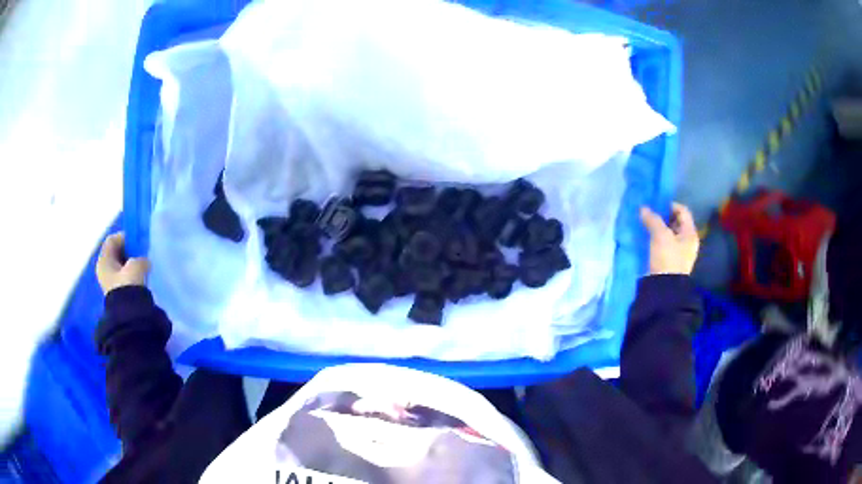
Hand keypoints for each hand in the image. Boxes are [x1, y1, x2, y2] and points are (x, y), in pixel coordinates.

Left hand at [96, 233, 149, 294]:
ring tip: (142, 266)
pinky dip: (130, 274)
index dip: (124, 237)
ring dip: (130, 264)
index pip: (112, 240)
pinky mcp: (117, 292)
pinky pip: (123, 277)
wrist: (129, 314)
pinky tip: (140, 278)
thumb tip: (144, 261)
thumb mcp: (136, 265)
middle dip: (128, 251)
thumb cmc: (128, 284)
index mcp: (103, 259)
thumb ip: (140, 258)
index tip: (137, 241)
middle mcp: (103, 269)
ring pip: (120, 265)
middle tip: (140, 253)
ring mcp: (109, 282)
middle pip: (115, 253)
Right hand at [640, 202, 699, 275]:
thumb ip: (653, 219)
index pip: (682, 211)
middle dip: (662, 217)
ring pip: (669, 233)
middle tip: (649, 214)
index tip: (655, 205)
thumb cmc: (667, 258)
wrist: (664, 289)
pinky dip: (656, 239)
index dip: (669, 205)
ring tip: (646, 225)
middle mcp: (687, 241)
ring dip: (658, 228)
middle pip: (676, 222)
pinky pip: (664, 244)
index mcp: (690, 233)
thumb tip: (643, 208)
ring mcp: (679, 252)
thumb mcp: (660, 235)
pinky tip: (647, 238)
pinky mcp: (670, 260)